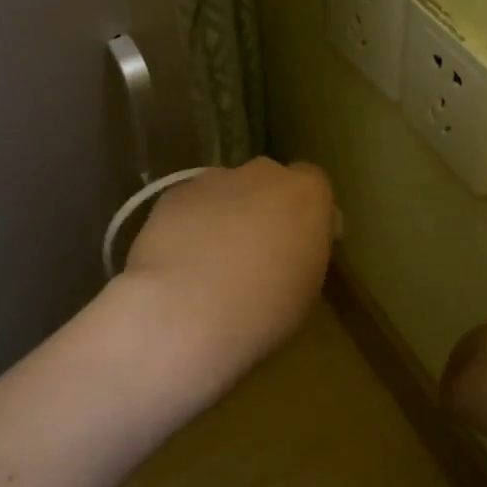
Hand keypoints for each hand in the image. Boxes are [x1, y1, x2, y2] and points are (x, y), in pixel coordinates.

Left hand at [121, 158, 335, 385]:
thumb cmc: (262, 309)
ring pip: (225, 191)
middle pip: (268, 182)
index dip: (303, 211)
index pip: (313, 183)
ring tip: (209, 262)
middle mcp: (262, 175)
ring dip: (224, 216)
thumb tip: (289, 247)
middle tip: (253, 253)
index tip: (296, 242)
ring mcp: (213, 179)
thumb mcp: (306, 288)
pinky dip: (189, 225)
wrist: (185, 310)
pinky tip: (180, 261)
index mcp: (306, 195)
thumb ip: (301, 252)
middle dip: (263, 208)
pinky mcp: (173, 194)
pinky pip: (190, 205)